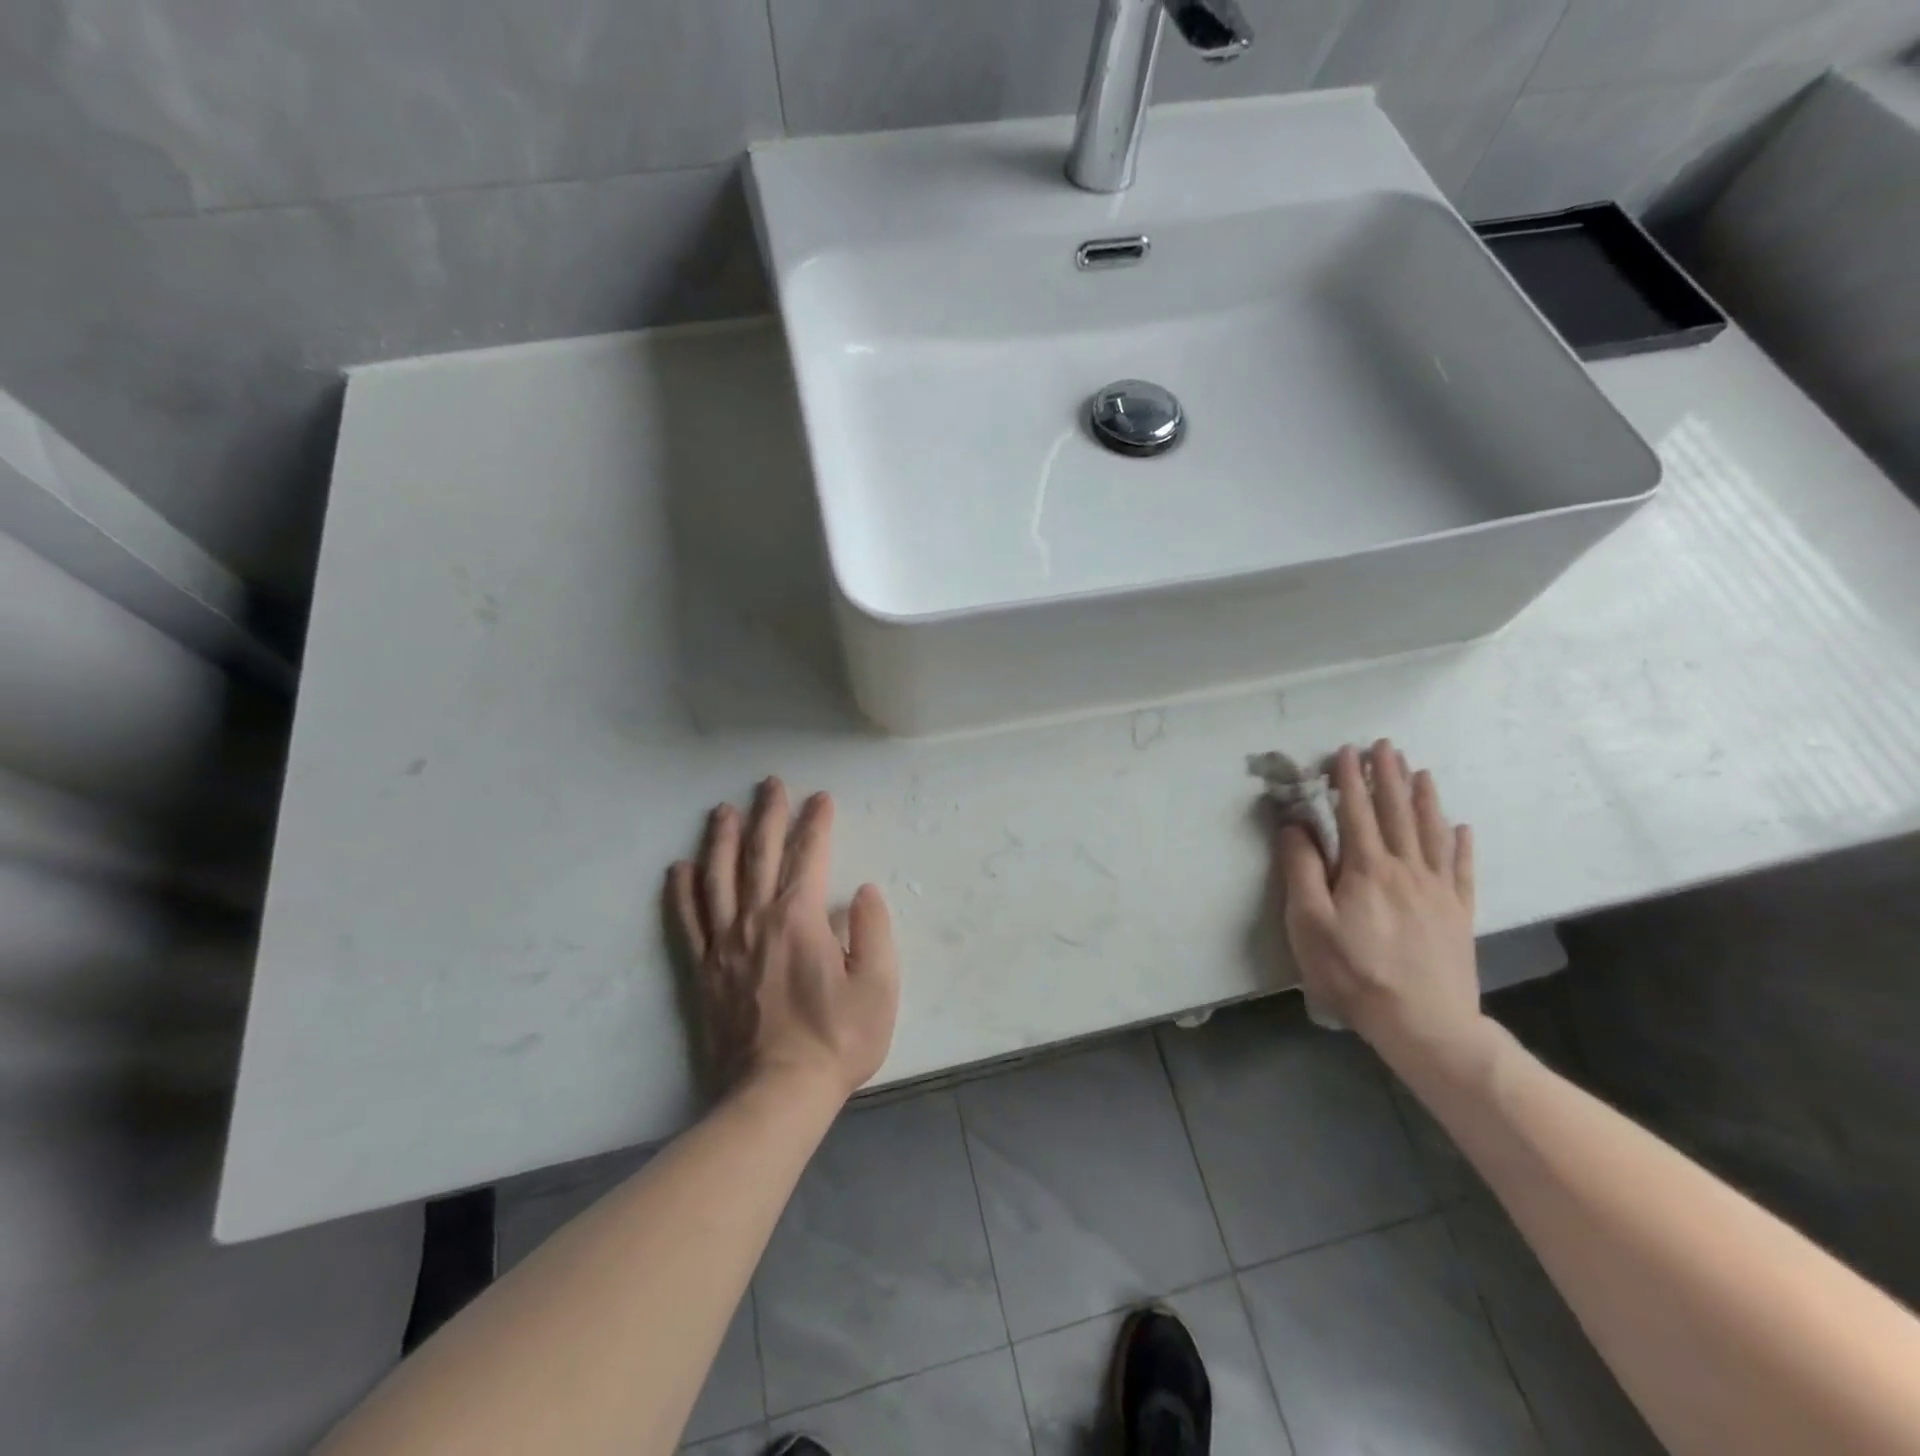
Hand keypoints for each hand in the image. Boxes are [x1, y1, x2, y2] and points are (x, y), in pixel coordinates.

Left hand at [668, 779, 899, 1102]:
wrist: (777, 1094)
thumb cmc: (837, 1039)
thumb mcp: (879, 985)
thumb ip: (874, 931)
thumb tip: (863, 892)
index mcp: (800, 918)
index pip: (809, 856)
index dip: (816, 824)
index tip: (821, 799)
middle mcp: (757, 920)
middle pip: (760, 855)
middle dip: (768, 815)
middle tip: (770, 784)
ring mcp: (724, 945)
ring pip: (719, 878)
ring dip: (722, 840)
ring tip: (722, 811)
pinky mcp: (703, 971)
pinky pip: (687, 922)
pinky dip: (681, 892)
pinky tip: (679, 869)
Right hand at [1273, 741, 1488, 1070]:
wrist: (1424, 1023)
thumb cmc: (1353, 972)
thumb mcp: (1309, 922)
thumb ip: (1301, 869)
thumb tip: (1296, 825)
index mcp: (1367, 869)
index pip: (1355, 812)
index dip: (1350, 780)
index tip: (1345, 751)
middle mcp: (1406, 869)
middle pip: (1397, 813)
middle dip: (1388, 777)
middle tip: (1386, 746)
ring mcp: (1438, 890)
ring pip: (1432, 833)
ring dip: (1424, 799)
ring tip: (1420, 772)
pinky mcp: (1458, 913)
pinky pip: (1462, 868)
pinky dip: (1461, 844)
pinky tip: (1462, 828)